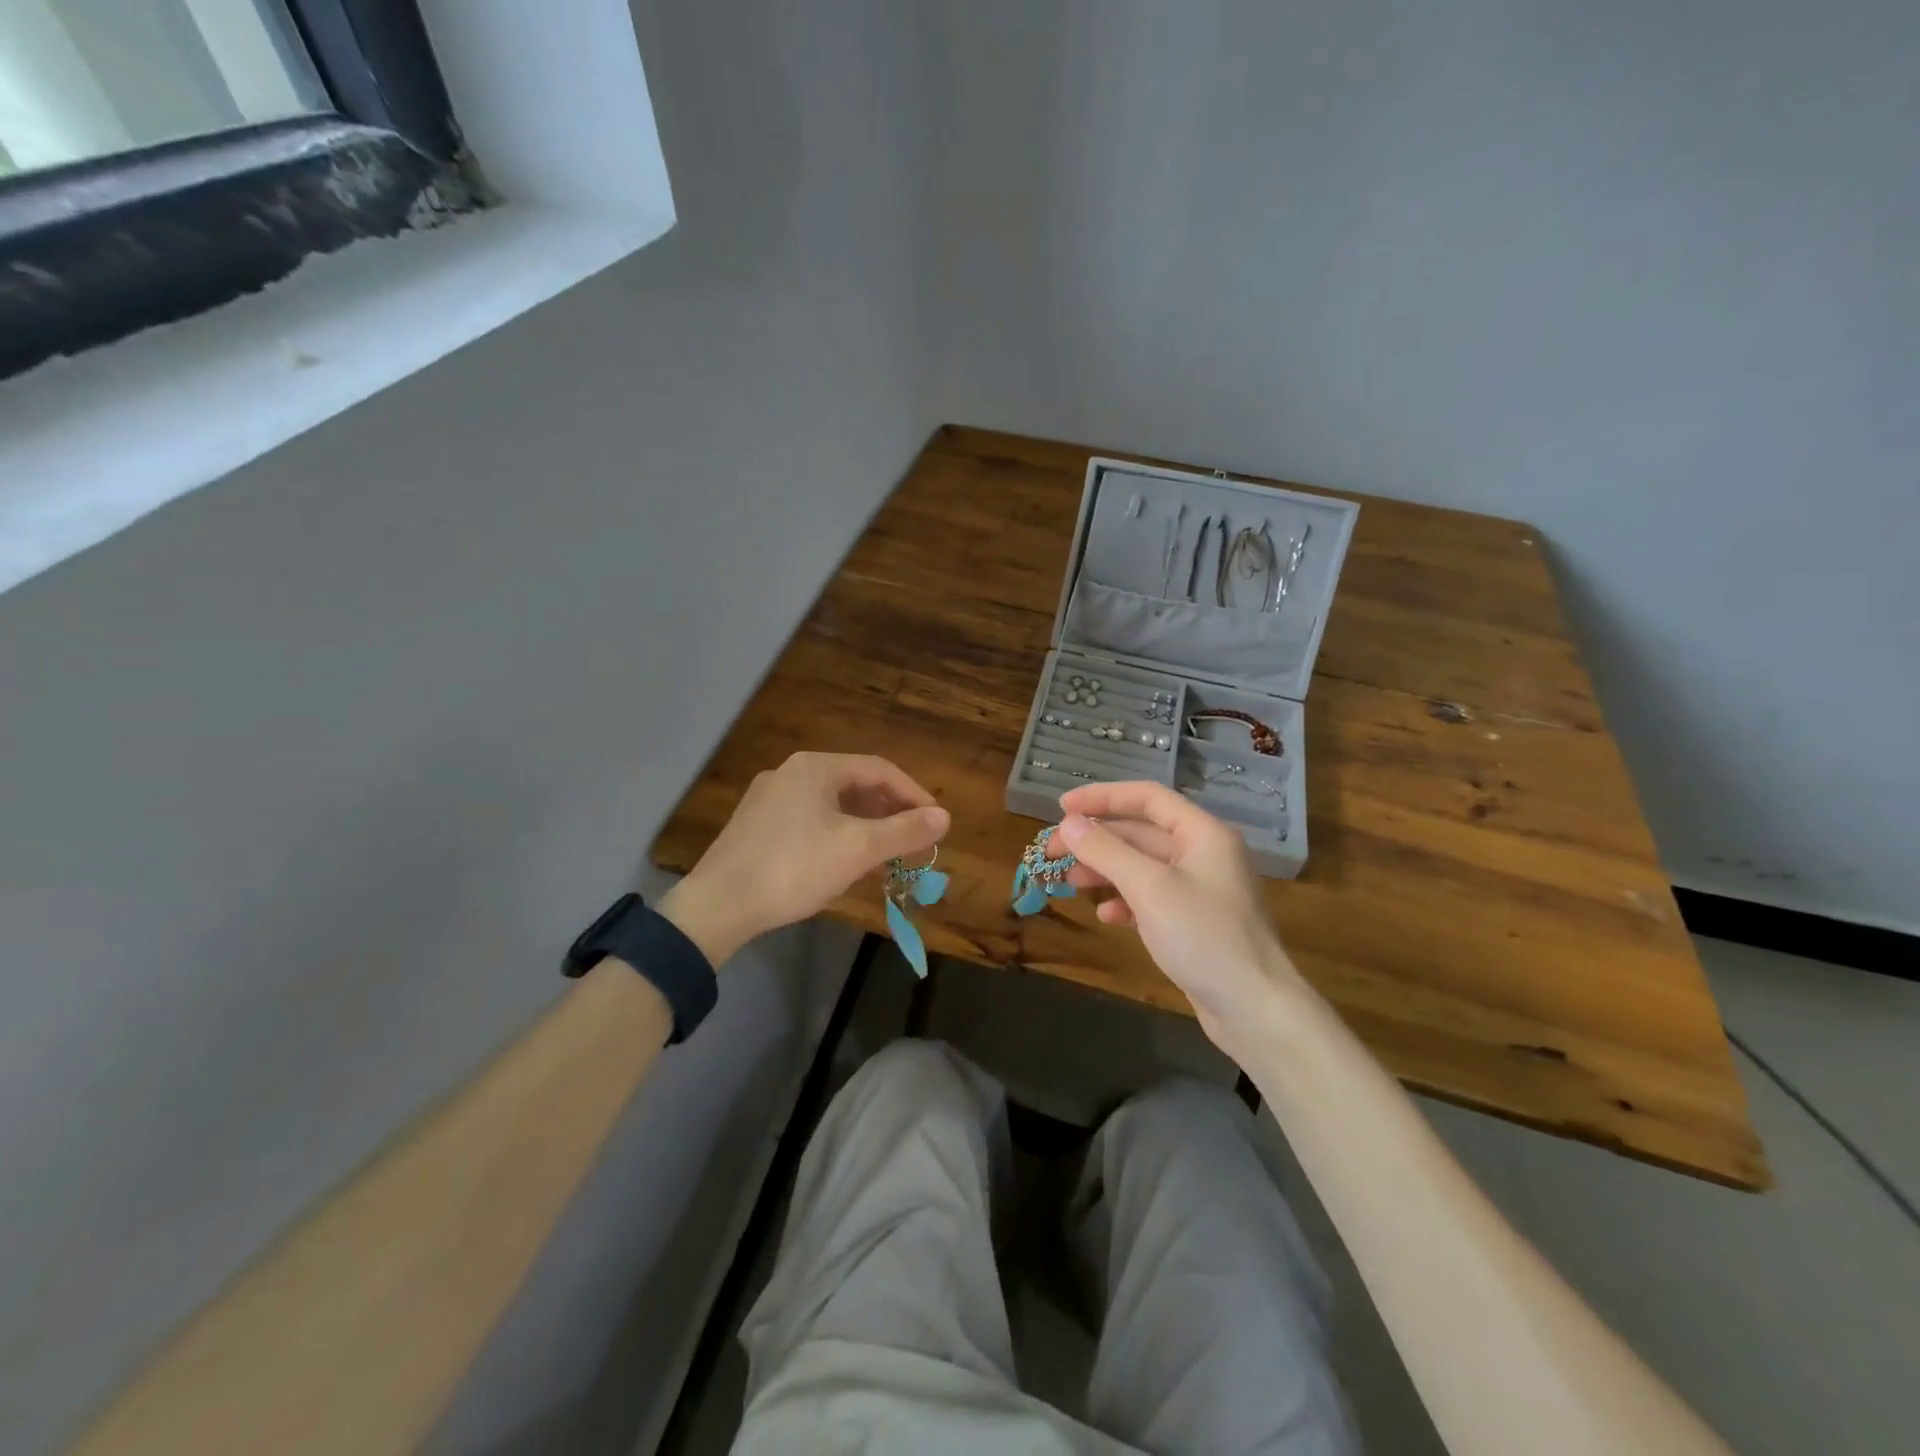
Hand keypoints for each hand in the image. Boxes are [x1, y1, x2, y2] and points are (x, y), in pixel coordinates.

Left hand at [660, 752, 949, 963]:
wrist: (717, 906)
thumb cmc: (793, 869)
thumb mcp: (857, 850)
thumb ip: (904, 831)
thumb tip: (944, 817)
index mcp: (815, 768)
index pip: (879, 769)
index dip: (913, 794)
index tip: (935, 822)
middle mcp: (791, 773)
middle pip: (855, 785)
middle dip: (890, 813)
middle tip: (915, 840)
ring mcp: (770, 799)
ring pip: (833, 806)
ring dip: (866, 827)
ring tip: (888, 856)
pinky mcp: (757, 826)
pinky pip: (811, 821)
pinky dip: (839, 836)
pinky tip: (847, 863)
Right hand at [1054, 781, 1307, 1050]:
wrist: (1255, 1009)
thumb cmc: (1204, 937)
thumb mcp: (1149, 888)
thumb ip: (1106, 851)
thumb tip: (1068, 824)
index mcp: (1203, 833)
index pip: (1147, 797)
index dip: (1102, 797)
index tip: (1061, 808)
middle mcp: (1204, 853)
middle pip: (1141, 832)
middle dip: (1096, 840)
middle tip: (1053, 852)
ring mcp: (1201, 889)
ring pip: (1143, 866)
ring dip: (1106, 870)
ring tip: (1069, 883)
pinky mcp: (1196, 921)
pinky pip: (1153, 897)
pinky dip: (1126, 900)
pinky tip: (1106, 915)